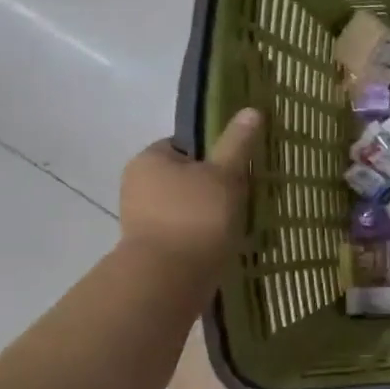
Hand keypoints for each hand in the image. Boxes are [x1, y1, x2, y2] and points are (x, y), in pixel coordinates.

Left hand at [118, 108, 262, 285]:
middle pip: (187, 176)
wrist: (169, 278)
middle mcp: (137, 185)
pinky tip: (225, 240)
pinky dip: (203, 233)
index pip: (185, 145)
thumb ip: (237, 143)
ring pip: (187, 205)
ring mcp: (141, 218)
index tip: (238, 167)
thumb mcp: (224, 174)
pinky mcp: (151, 247)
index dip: (214, 153)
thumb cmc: (196, 216)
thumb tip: (251, 110)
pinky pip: (184, 230)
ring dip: (210, 211)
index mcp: (149, 159)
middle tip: (245, 193)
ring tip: (239, 220)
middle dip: (214, 185)